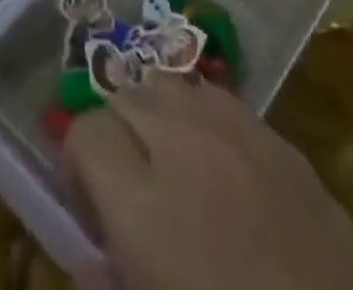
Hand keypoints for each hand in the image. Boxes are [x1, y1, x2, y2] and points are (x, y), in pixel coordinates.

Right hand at [64, 75, 352, 289]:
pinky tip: (214, 158)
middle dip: (115, 129)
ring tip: (166, 160)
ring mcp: (233, 128)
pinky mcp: (275, 133)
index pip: (86, 131)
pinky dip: (200, 115)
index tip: (85, 197)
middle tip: (124, 182)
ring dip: (156, 112)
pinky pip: (217, 97)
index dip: (77, 160)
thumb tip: (85, 261)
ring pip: (170, 82)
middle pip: (125, 95)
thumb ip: (107, 286)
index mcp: (143, 201)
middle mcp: (182, 142)